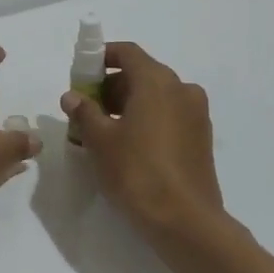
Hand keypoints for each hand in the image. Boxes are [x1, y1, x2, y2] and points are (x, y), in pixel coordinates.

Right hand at [61, 42, 226, 237]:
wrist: (184, 220)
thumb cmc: (136, 172)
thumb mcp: (100, 140)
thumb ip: (84, 112)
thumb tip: (72, 96)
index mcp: (157, 81)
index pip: (127, 53)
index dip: (101, 57)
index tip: (81, 74)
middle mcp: (182, 89)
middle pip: (141, 73)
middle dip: (111, 85)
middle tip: (86, 108)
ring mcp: (196, 114)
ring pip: (156, 96)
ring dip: (128, 104)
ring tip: (103, 130)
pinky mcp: (201, 137)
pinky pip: (168, 115)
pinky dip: (147, 119)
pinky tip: (128, 145)